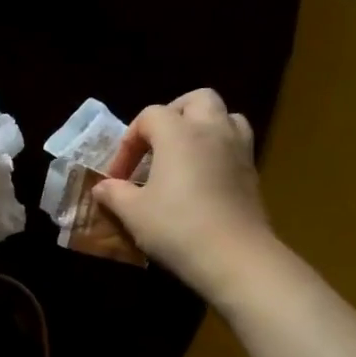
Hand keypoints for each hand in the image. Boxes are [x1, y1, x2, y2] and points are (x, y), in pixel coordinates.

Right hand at [91, 89, 280, 306]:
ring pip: (225, 117)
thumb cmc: (176, 227)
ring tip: (184, 155)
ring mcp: (238, 149)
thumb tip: (102, 187)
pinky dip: (218, 151)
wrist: (233, 256)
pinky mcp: (253, 172)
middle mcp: (212, 130)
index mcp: (178, 133)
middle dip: (173, 115)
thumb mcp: (132, 212)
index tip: (119, 175)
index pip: (150, 116)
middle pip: (197, 100)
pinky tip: (203, 179)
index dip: (129, 141)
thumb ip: (114, 193)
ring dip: (203, 127)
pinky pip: (235, 145)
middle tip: (156, 144)